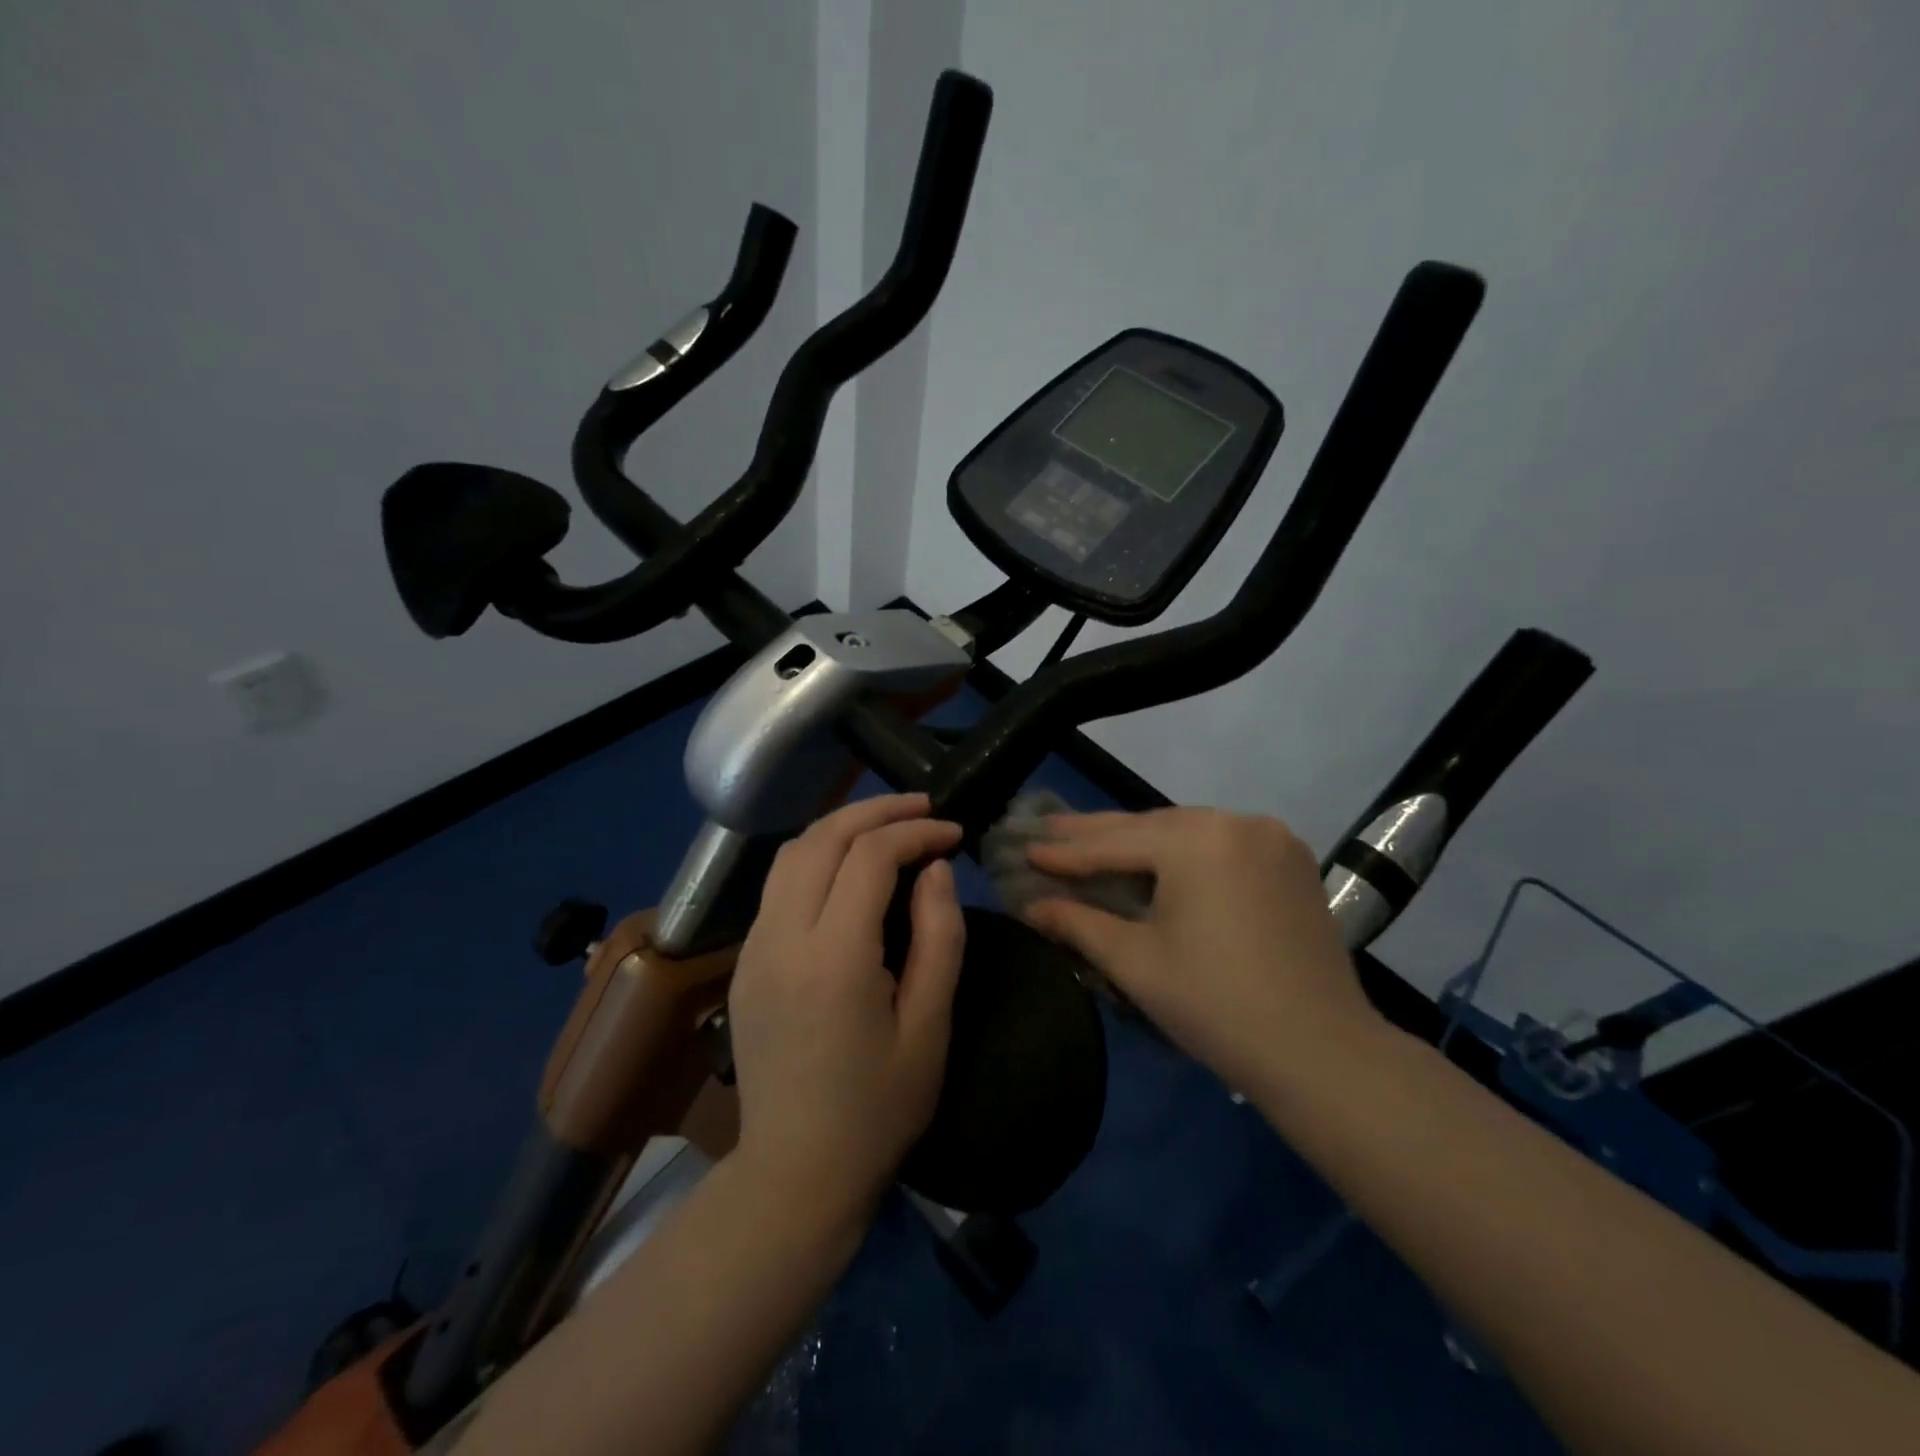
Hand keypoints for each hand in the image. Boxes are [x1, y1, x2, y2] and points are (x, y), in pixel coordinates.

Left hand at [727, 794, 965, 1221]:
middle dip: (876, 811)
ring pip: (790, 854)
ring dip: (841, 828)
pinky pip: (778, 886)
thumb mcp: (931, 1026)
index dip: (915, 832)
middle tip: (924, 809)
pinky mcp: (744, 962)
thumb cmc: (878, 1108)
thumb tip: (936, 868)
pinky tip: (849, 871)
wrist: (795, 1172)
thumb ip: (939, 937)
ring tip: (889, 827)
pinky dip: (817, 858)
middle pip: (821, 838)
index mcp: (832, 957)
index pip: (869, 856)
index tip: (953, 833)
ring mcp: (753, 948)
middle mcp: (781, 938)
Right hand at [1024, 808, 1378, 1095]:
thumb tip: (1030, 906)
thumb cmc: (1216, 1005)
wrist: (1322, 1053)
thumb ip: (1078, 923)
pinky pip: (1220, 844)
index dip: (1066, 852)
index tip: (1025, 849)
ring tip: (1093, 843)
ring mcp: (1271, 838)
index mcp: (1197, 840)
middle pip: (1151, 827)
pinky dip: (1183, 851)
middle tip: (1049, 832)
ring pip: (1186, 832)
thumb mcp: (1135, 961)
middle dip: (1097, 834)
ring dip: (1140, 840)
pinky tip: (1156, 859)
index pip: (1115, 843)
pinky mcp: (1291, 860)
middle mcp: (1236, 822)